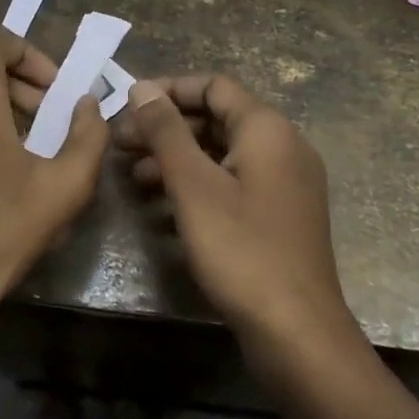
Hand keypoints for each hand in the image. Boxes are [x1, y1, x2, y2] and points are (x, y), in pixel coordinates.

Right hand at [120, 75, 355, 341]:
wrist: (296, 331)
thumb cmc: (242, 250)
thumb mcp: (194, 186)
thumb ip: (166, 132)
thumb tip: (142, 87)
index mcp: (267, 129)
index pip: (214, 87)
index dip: (169, 90)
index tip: (128, 107)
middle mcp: (282, 147)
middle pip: (217, 119)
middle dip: (167, 129)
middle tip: (121, 146)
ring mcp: (284, 184)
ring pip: (222, 155)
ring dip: (177, 160)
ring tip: (133, 177)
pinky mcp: (278, 216)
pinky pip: (233, 185)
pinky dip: (198, 188)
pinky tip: (162, 210)